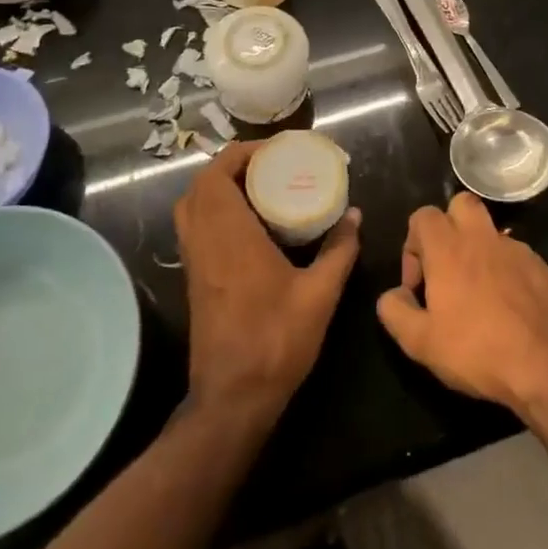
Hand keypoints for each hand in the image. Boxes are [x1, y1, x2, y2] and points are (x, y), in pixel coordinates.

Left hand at [173, 141, 361, 423]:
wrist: (233, 397)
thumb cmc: (276, 340)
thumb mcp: (320, 293)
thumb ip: (339, 250)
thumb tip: (355, 215)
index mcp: (229, 235)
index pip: (218, 174)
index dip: (242, 153)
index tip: (275, 152)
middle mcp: (204, 240)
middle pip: (200, 184)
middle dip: (232, 166)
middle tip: (270, 167)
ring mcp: (194, 261)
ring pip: (192, 206)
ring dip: (220, 187)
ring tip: (261, 189)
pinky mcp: (194, 279)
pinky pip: (195, 227)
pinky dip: (215, 211)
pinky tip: (251, 225)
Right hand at [375, 192, 547, 416]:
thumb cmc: (478, 350)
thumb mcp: (420, 343)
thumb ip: (395, 312)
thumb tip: (393, 294)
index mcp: (449, 249)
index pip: (423, 216)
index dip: (412, 244)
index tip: (417, 284)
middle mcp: (482, 239)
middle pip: (460, 204)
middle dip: (448, 226)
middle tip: (446, 267)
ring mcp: (517, 250)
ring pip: (490, 231)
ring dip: (477, 250)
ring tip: (477, 293)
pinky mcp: (542, 267)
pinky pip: (515, 255)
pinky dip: (504, 270)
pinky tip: (507, 307)